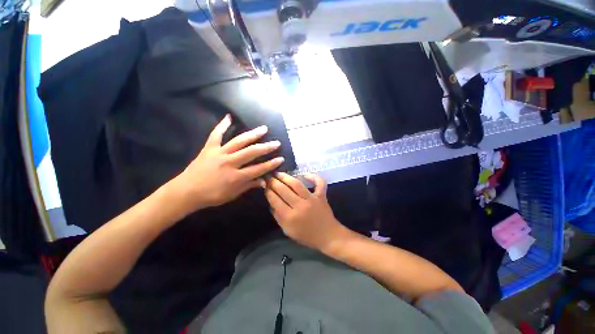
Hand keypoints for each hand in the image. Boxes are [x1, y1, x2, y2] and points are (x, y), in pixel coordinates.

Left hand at [171, 115, 283, 212]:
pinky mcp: (209, 148)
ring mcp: (219, 153)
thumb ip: (249, 186)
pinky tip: (229, 117)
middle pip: (251, 153)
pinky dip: (222, 125)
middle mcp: (230, 163)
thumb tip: (264, 182)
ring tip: (263, 129)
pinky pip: (216, 135)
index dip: (271, 164)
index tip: (280, 159)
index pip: (258, 169)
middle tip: (276, 143)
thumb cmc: (211, 196)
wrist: (186, 191)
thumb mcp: (232, 194)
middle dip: (266, 148)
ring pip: (239, 142)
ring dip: (253, 135)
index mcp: (236, 176)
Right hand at [264, 172, 345, 250]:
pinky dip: (314, 177)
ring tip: (279, 173)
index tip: (264, 185)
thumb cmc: (307, 236)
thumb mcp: (288, 231)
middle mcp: (300, 205)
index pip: (275, 200)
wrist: (328, 236)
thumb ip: (278, 217)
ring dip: (286, 177)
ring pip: (297, 184)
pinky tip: (305, 174)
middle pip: (284, 190)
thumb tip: (271, 203)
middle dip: (273, 182)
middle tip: (268, 176)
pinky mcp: (321, 196)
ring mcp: (312, 199)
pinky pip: (319, 183)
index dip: (268, 191)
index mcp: (290, 217)